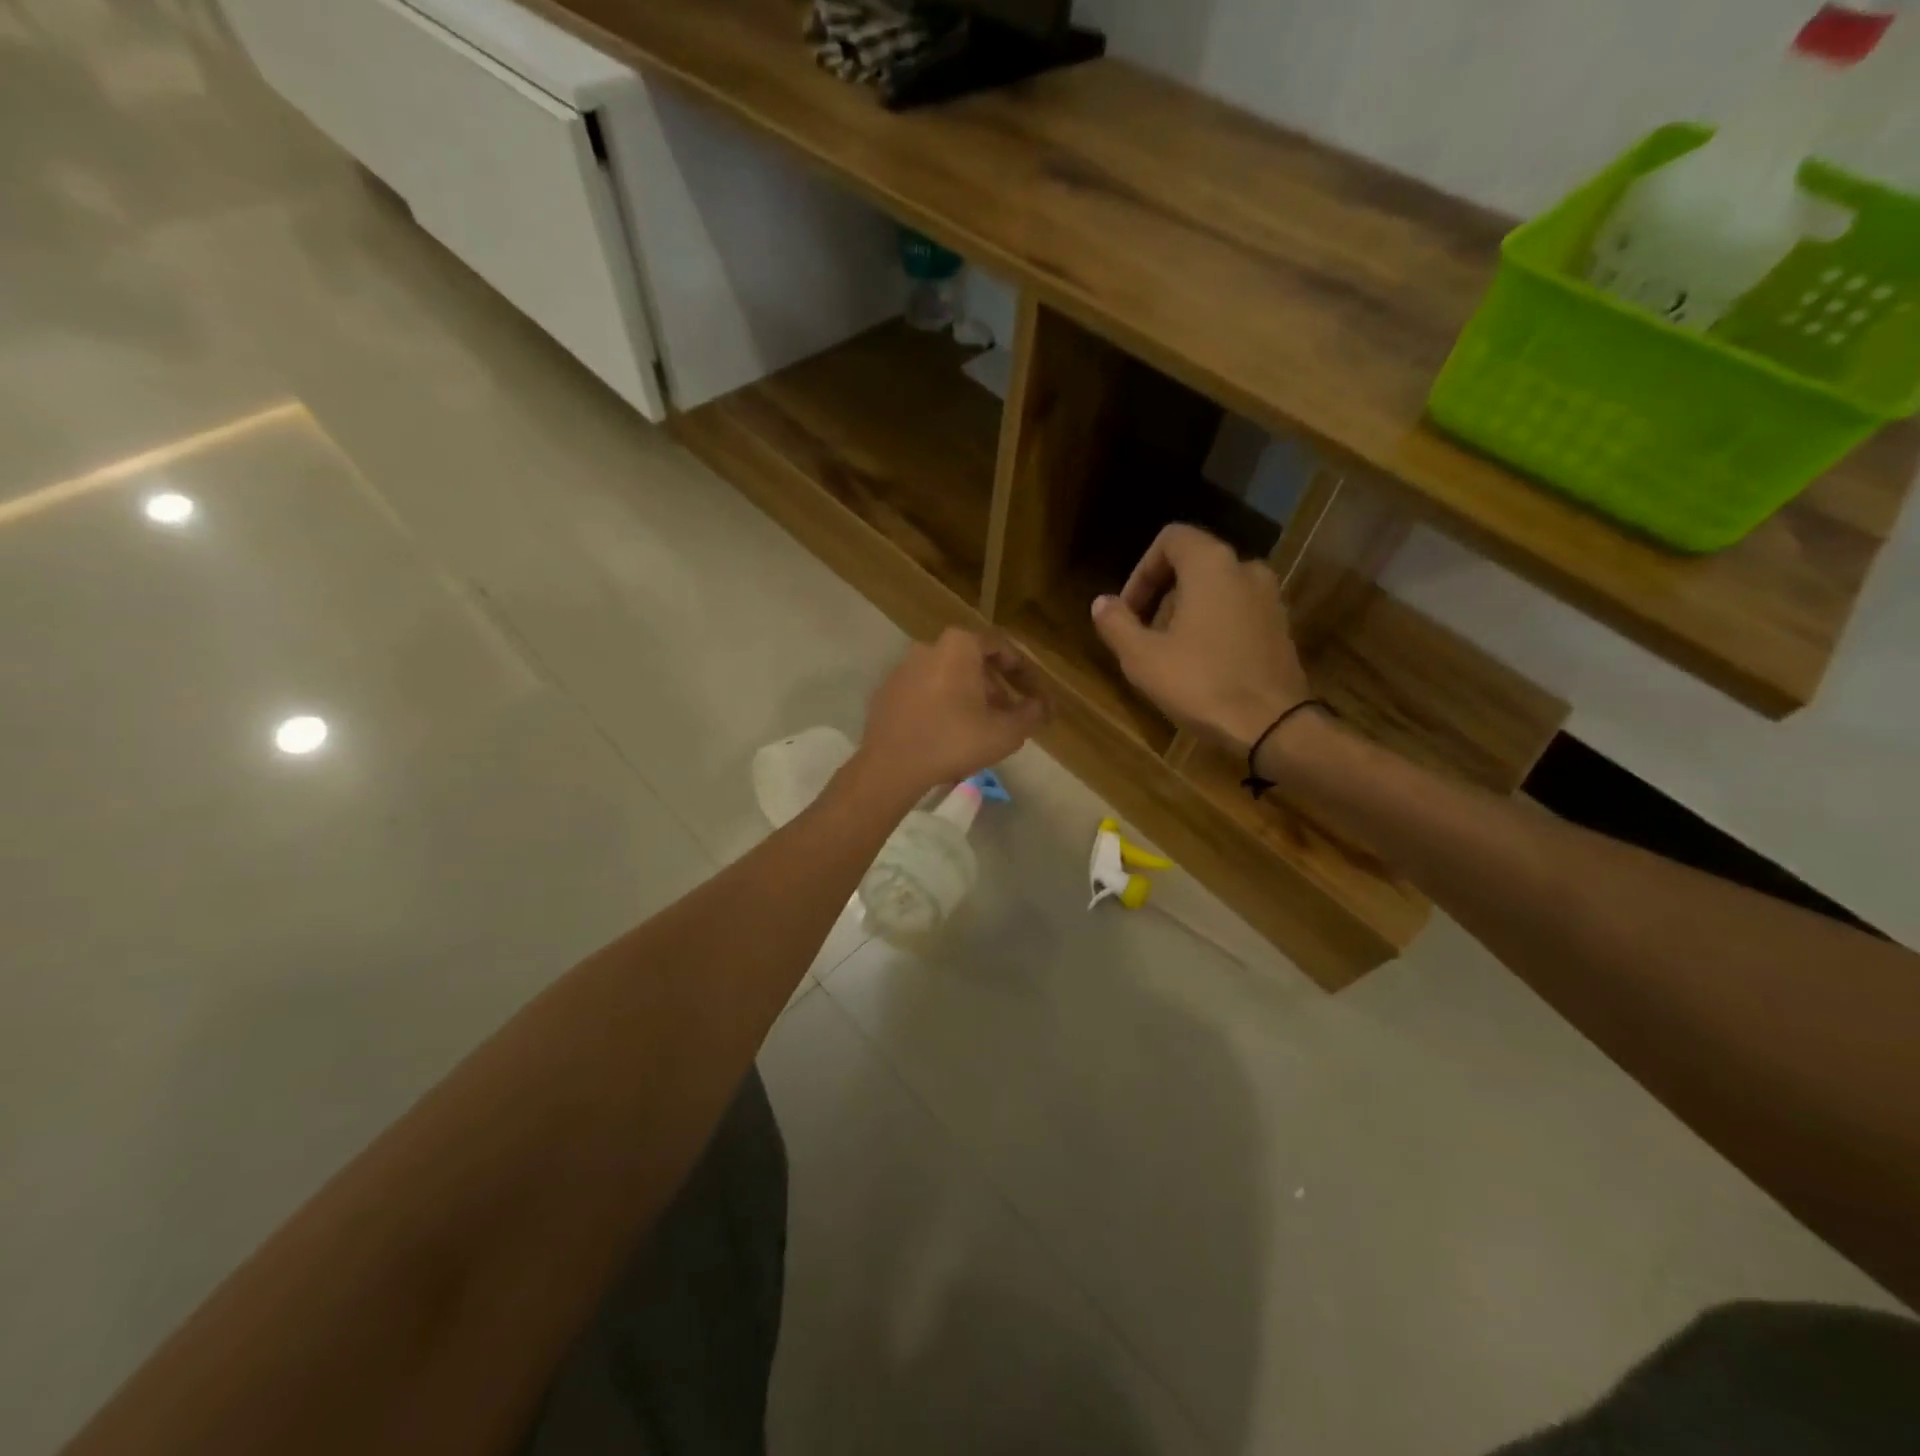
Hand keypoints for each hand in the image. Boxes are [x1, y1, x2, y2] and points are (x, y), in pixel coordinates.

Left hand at [857, 628, 1051, 796]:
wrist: (891, 765)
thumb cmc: (954, 740)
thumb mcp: (1005, 732)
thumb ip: (1031, 715)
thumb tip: (1041, 707)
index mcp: (959, 646)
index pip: (1002, 647)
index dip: (1024, 672)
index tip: (1035, 695)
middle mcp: (929, 647)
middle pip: (973, 661)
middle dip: (997, 685)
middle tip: (1012, 712)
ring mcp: (904, 668)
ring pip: (948, 676)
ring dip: (970, 695)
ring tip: (983, 725)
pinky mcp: (887, 691)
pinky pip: (925, 690)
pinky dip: (943, 703)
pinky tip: (950, 731)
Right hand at [1090, 524, 1308, 754]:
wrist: (1272, 725)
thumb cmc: (1200, 683)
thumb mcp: (1142, 657)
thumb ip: (1116, 623)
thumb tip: (1101, 603)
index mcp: (1211, 565)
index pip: (1171, 539)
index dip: (1141, 570)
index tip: (1128, 610)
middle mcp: (1246, 569)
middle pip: (1193, 564)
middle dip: (1161, 594)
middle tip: (1143, 634)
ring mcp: (1269, 597)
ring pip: (1216, 589)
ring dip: (1186, 611)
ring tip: (1169, 652)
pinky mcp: (1280, 626)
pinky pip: (1237, 610)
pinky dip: (1213, 624)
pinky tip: (1201, 664)